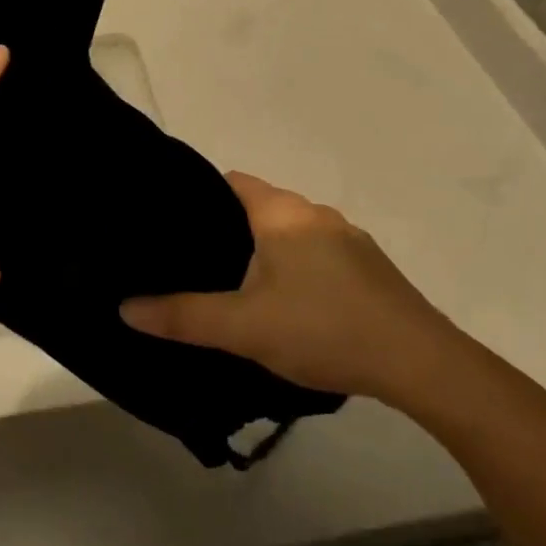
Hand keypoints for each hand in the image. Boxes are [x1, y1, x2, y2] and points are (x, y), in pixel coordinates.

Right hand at [120, 173, 456, 402]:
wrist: (420, 363)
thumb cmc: (322, 329)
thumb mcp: (243, 327)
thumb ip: (183, 316)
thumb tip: (125, 307)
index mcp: (283, 213)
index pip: (231, 181)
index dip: (199, 195)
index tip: (172, 222)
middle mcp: (315, 213)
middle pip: (259, 207)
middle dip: (228, 228)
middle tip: (194, 261)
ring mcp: (348, 238)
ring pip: (290, 233)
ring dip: (265, 251)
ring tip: (235, 285)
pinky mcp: (369, 267)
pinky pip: (317, 253)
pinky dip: (296, 267)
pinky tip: (290, 305)